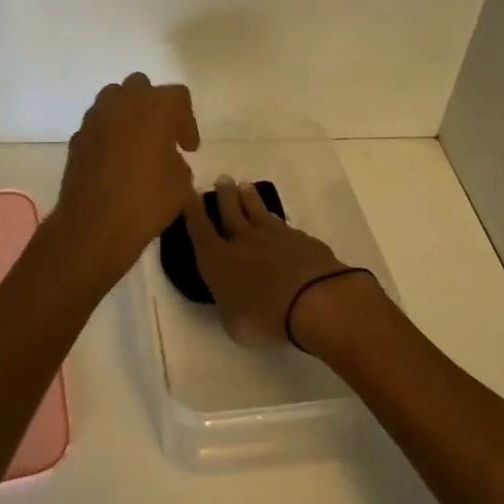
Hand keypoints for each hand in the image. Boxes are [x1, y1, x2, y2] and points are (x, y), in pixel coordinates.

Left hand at [52, 73, 200, 286]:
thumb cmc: (147, 200)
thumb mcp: (181, 183)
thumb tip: (167, 159)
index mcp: (157, 106)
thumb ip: (177, 160)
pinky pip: (98, 124)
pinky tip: (115, 161)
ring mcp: (96, 117)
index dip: (187, 122)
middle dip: (154, 108)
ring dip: (128, 115)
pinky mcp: (77, 136)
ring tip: (136, 144)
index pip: (178, 97)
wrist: (94, 225)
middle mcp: (124, 101)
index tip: (188, 148)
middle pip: (142, 87)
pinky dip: (109, 134)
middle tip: (162, 137)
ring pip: (114, 99)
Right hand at [183, 174, 354, 347]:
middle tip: (222, 179)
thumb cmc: (266, 317)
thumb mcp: (235, 324)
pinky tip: (278, 223)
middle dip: (224, 195)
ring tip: (245, 186)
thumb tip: (231, 297)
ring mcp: (274, 235)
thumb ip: (229, 305)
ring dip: (249, 198)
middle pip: (230, 210)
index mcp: (218, 260)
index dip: (192, 210)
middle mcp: (243, 240)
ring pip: (257, 210)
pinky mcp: (300, 238)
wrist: (315, 299)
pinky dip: (276, 222)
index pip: (200, 229)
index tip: (188, 192)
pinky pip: (283, 225)